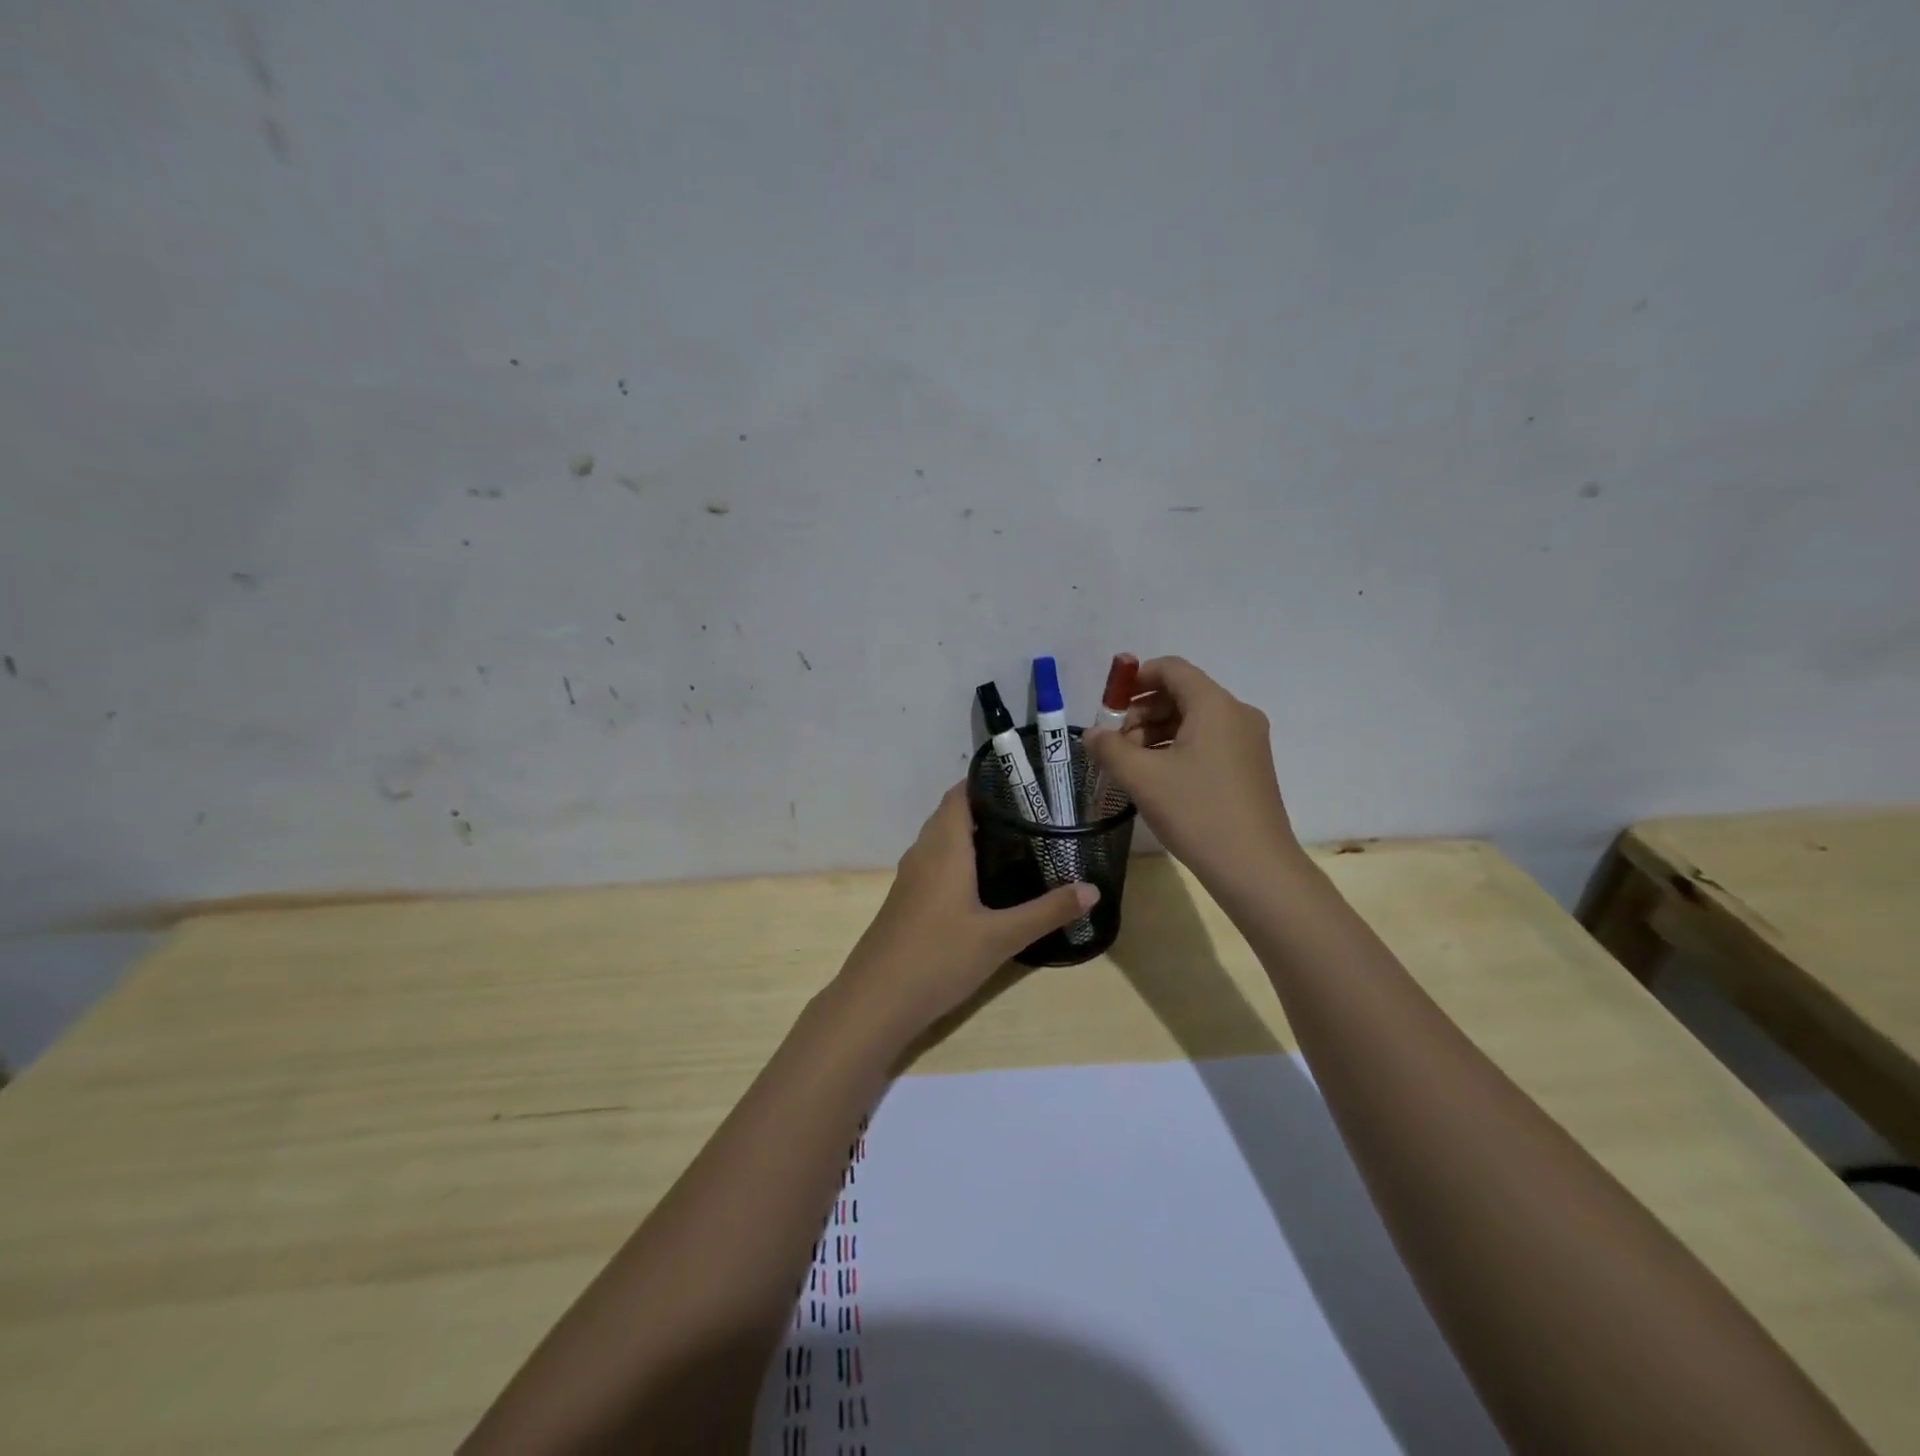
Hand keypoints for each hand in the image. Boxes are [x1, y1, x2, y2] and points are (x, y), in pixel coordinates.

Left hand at [832, 784, 1097, 1037]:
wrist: (875, 1001)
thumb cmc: (938, 957)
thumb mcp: (1001, 937)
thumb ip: (1047, 911)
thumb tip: (1093, 889)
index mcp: (943, 847)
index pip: (960, 793)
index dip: (988, 781)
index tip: (1026, 782)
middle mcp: (923, 853)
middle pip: (952, 814)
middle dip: (988, 808)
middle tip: (1034, 813)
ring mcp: (911, 878)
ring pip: (942, 840)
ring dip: (973, 835)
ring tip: (1018, 841)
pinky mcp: (907, 901)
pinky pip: (936, 863)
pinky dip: (960, 859)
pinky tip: (986, 883)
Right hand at [1084, 656, 1299, 889]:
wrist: (1255, 868)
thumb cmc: (1197, 812)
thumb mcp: (1142, 778)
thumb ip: (1110, 748)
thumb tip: (1092, 734)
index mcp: (1215, 705)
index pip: (1172, 669)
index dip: (1135, 678)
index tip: (1107, 704)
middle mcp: (1236, 715)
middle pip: (1181, 694)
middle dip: (1142, 712)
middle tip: (1115, 743)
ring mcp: (1247, 743)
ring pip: (1193, 721)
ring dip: (1156, 733)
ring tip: (1130, 765)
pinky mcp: (1248, 768)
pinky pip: (1207, 743)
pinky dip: (1176, 749)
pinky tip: (1156, 779)